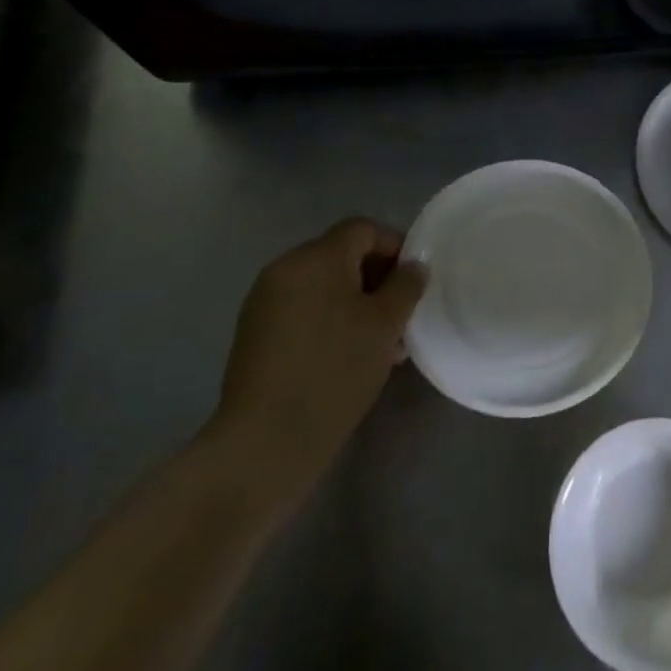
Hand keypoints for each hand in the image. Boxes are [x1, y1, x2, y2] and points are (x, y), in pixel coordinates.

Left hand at [211, 218, 425, 481]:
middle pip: (341, 255)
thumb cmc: (334, 371)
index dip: (395, 246)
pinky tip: (348, 356)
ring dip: (355, 303)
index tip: (415, 281)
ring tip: (381, 343)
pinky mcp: (255, 333)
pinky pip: (302, 310)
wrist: (265, 441)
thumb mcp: (385, 325)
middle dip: (376, 278)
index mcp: (316, 257)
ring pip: (323, 287)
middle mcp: (285, 268)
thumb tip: (414, 266)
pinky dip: (329, 320)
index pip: (363, 229)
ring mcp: (265, 301)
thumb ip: (405, 286)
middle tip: (402, 315)